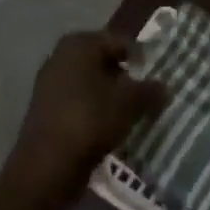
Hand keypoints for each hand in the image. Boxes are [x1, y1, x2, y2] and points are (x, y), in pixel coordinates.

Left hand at [2, 31, 165, 209]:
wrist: (45, 168)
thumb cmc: (90, 120)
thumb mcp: (130, 102)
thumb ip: (150, 90)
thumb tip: (164, 87)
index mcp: (79, 44)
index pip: (120, 42)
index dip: (142, 59)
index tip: (157, 78)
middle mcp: (61, 57)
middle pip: (105, 62)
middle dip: (127, 78)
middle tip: (148, 96)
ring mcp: (50, 84)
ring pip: (92, 84)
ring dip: (112, 97)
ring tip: (133, 114)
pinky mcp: (47, 111)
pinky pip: (80, 103)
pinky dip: (96, 111)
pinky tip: (111, 128)